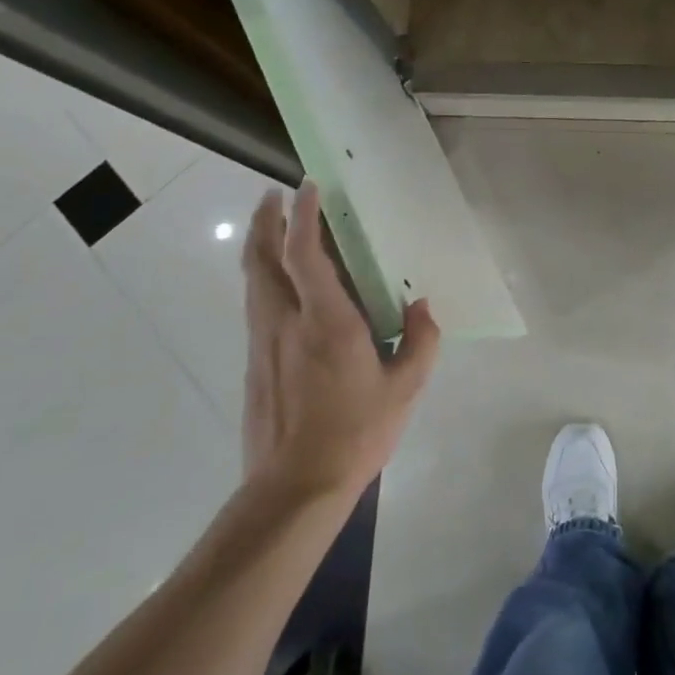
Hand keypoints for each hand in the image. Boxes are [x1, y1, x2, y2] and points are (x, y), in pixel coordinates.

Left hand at [239, 182, 439, 503]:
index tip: (308, 187)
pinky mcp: (254, 362)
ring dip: (260, 245)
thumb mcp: (406, 389)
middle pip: (262, 258)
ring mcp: (263, 342)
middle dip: (266, 221)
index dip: (303, 216)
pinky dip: (264, 276)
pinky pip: (256, 303)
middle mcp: (285, 322)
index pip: (305, 254)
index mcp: (326, 322)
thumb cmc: (355, 433)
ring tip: (273, 226)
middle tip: (276, 195)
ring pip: (252, 279)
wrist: (294, 487)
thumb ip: (421, 341)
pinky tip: (281, 282)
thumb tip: (421, 307)